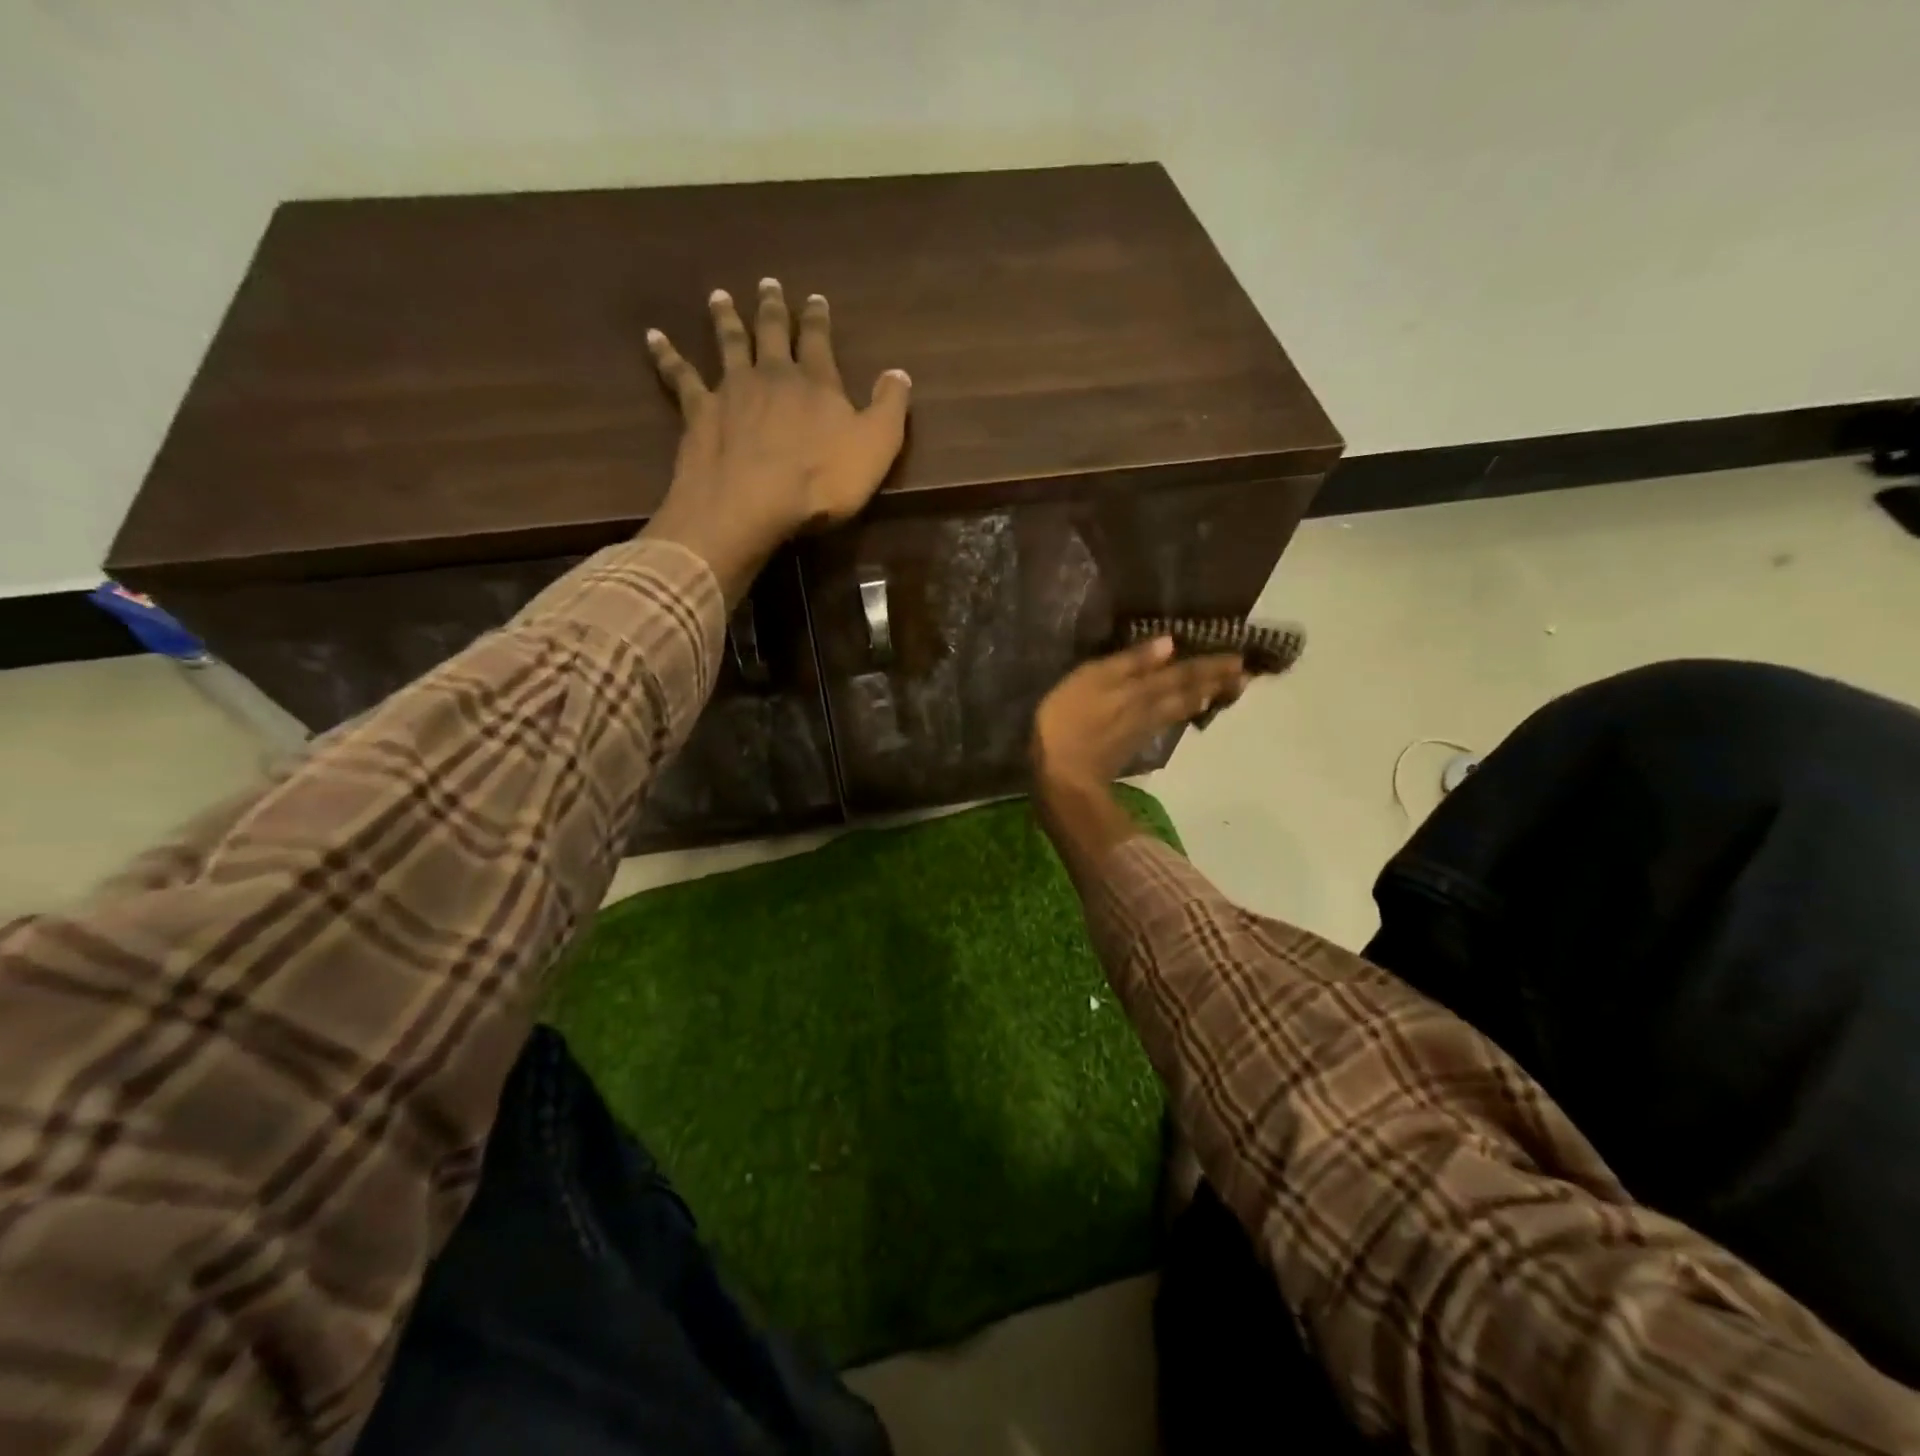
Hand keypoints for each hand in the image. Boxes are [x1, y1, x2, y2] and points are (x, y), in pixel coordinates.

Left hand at [643, 279, 912, 601]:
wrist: (750, 504)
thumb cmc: (820, 481)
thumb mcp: (875, 448)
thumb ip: (890, 408)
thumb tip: (900, 373)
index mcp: (816, 382)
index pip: (818, 341)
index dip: (818, 319)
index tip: (815, 298)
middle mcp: (772, 375)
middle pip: (771, 333)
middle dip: (772, 309)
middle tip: (768, 284)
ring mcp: (731, 390)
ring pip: (728, 344)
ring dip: (725, 319)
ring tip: (719, 296)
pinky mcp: (698, 412)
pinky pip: (680, 376)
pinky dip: (667, 355)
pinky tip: (654, 337)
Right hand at [1031, 639, 1247, 790]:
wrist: (1063, 775)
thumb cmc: (1068, 720)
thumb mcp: (1092, 679)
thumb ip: (1130, 662)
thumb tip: (1169, 644)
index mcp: (1141, 689)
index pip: (1182, 673)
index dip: (1209, 665)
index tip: (1238, 658)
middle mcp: (1149, 708)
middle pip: (1187, 692)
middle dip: (1214, 682)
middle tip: (1242, 675)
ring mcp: (1142, 730)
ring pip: (1180, 709)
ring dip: (1203, 698)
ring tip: (1222, 691)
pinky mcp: (1131, 746)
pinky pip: (1167, 723)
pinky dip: (1182, 714)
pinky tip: (1186, 713)